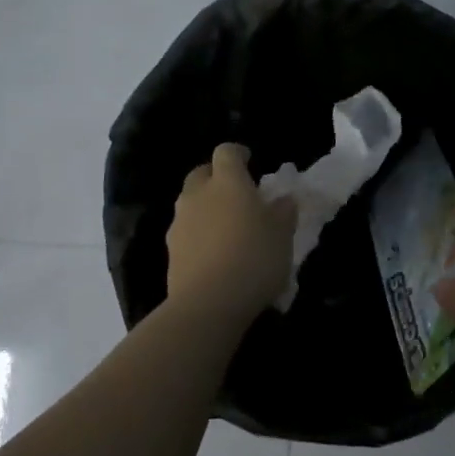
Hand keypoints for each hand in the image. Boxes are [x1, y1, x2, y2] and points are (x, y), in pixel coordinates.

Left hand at [165, 143, 296, 322]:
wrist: (208, 303)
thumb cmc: (254, 258)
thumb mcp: (282, 235)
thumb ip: (283, 213)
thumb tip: (283, 199)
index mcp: (227, 182)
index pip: (226, 152)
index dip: (237, 153)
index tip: (249, 160)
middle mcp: (198, 194)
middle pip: (201, 173)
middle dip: (216, 177)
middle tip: (236, 193)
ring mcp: (180, 222)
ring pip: (190, 202)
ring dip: (205, 206)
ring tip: (225, 226)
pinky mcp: (171, 250)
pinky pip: (185, 231)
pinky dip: (198, 233)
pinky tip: (213, 253)